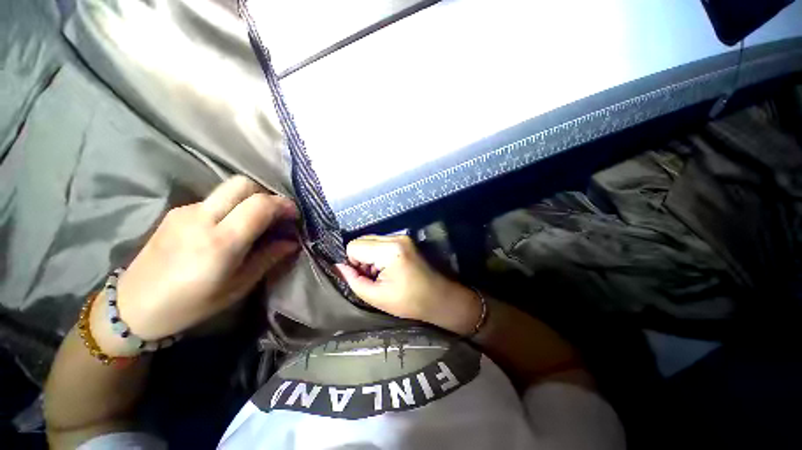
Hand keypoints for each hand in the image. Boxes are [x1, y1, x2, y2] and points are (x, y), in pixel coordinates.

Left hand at [91, 176, 299, 355]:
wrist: (132, 307)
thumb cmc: (191, 304)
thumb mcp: (238, 286)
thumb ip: (268, 258)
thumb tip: (292, 242)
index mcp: (220, 242)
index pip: (259, 205)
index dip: (283, 205)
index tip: (294, 215)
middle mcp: (201, 218)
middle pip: (243, 184)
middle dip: (267, 194)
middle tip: (275, 214)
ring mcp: (185, 211)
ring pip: (228, 189)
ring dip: (249, 200)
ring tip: (255, 222)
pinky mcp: (176, 212)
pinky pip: (214, 199)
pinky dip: (231, 206)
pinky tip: (229, 227)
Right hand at [335, 235, 481, 335]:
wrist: (439, 297)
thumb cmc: (409, 301)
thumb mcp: (376, 297)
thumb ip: (353, 280)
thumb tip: (337, 267)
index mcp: (389, 250)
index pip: (354, 246)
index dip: (352, 263)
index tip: (364, 277)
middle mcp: (396, 237)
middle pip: (362, 240)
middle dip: (361, 258)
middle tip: (373, 276)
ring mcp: (402, 236)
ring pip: (371, 240)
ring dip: (370, 256)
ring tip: (382, 274)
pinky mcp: (405, 240)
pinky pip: (381, 242)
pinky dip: (378, 254)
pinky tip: (388, 268)